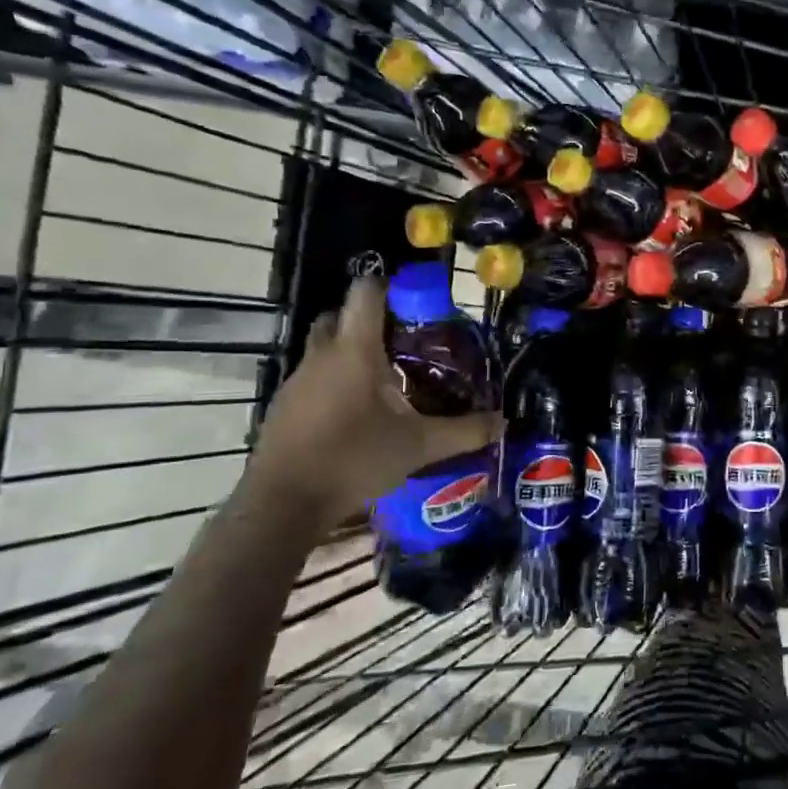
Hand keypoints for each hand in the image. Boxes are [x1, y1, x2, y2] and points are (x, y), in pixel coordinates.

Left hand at [245, 277, 498, 527]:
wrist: (284, 503)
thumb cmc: (354, 460)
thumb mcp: (419, 446)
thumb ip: (464, 431)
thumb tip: (503, 423)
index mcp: (355, 351)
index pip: (365, 293)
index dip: (388, 285)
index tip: (414, 299)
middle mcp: (322, 355)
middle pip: (339, 316)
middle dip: (367, 319)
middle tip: (402, 339)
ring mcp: (297, 380)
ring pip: (324, 348)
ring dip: (350, 352)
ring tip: (387, 377)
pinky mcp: (285, 406)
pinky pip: (314, 377)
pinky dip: (335, 380)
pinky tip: (357, 412)